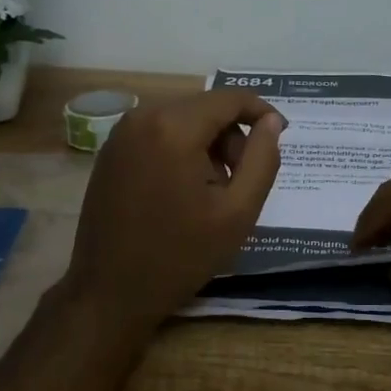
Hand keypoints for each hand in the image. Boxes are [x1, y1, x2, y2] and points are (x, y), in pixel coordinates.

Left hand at [60, 90, 284, 334]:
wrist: (109, 292)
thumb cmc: (179, 256)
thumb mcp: (238, 212)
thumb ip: (262, 160)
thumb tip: (271, 122)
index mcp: (174, 128)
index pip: (229, 98)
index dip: (261, 111)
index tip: (280, 135)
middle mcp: (143, 117)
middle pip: (205, 107)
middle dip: (232, 135)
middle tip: (242, 180)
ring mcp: (121, 133)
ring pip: (182, 118)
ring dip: (207, 144)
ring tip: (212, 190)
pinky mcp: (110, 151)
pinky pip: (158, 132)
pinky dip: (181, 149)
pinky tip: (183, 189)